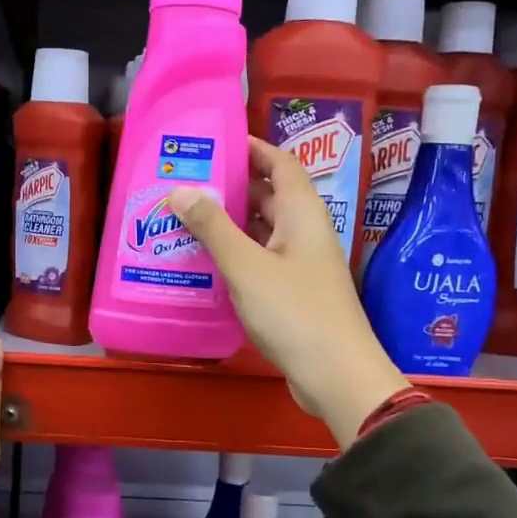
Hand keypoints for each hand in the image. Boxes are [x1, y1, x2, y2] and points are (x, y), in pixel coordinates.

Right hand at [169, 138, 408, 447]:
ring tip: (185, 216)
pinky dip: (235, 253)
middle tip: (186, 181)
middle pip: (269, 196)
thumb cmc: (294, 312)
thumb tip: (180, 190)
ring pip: (262, 230)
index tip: (215, 142)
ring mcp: (300, 264)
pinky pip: (260, 259)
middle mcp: (304, 232)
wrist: (336, 375)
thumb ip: (213, 228)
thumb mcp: (246, 267)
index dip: (252, 148)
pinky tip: (204, 260)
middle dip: (231, 185)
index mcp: (303, 214)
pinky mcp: (293, 293)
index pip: (280, 164)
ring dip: (229, 222)